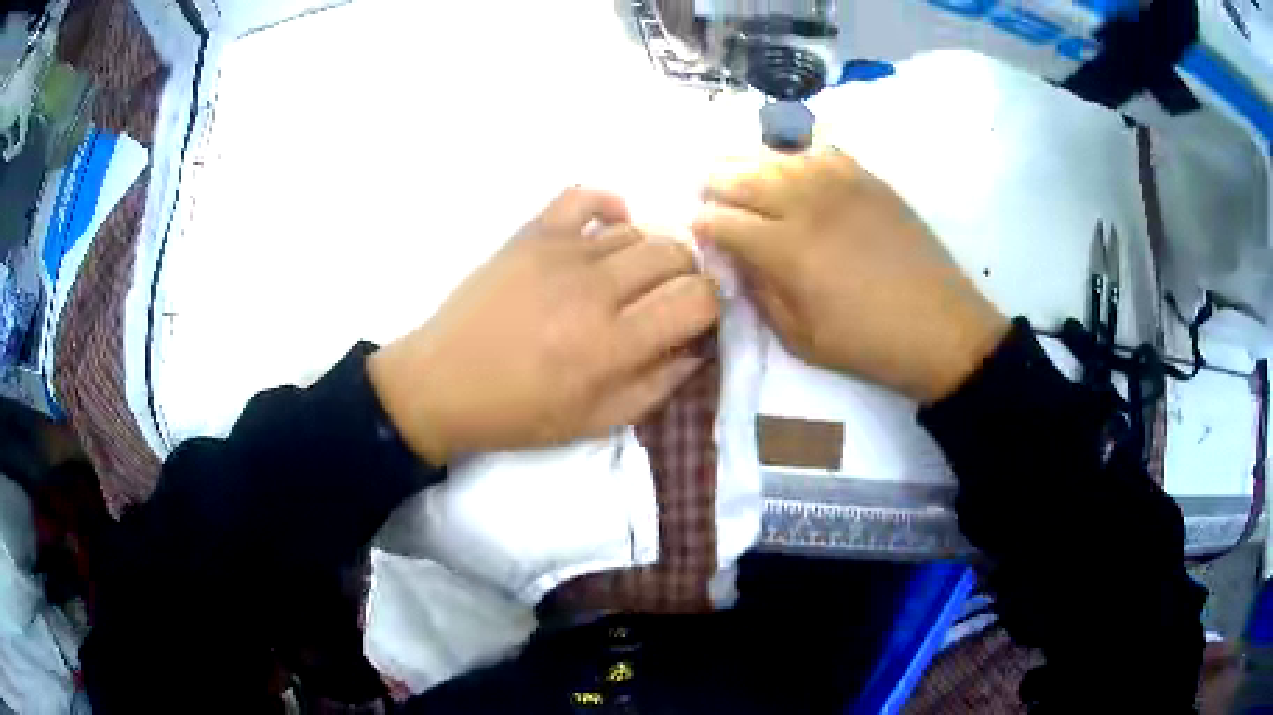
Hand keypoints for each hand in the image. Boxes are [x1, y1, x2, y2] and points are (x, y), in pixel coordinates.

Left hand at [369, 188, 719, 463]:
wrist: (442, 383)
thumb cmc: (519, 412)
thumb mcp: (596, 421)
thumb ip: (657, 385)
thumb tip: (698, 348)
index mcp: (612, 344)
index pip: (696, 298)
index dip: (711, 305)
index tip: (698, 318)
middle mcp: (594, 289)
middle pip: (675, 255)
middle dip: (688, 276)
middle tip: (669, 299)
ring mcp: (561, 252)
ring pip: (638, 231)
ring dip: (651, 254)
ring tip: (634, 279)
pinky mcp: (532, 233)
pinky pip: (585, 196)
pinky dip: (610, 205)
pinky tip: (612, 226)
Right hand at [693, 147, 1007, 403]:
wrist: (941, 328)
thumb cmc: (868, 344)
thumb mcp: (800, 338)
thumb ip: (759, 292)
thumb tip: (734, 257)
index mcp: (785, 248)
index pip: (721, 220)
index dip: (701, 224)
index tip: (698, 231)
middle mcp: (805, 202)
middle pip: (739, 175)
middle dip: (713, 183)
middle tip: (708, 194)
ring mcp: (839, 182)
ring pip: (775, 155)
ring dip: (748, 164)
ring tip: (739, 174)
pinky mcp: (867, 177)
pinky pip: (818, 151)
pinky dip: (795, 157)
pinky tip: (793, 170)